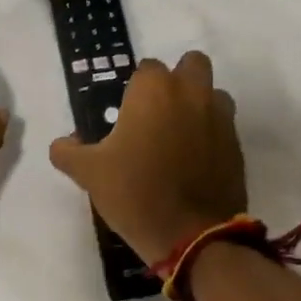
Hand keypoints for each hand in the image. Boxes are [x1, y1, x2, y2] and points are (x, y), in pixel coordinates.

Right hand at [48, 51, 247, 267]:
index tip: (126, 114)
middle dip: (178, 80)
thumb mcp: (89, 173)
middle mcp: (191, 93)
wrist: (192, 236)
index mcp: (154, 90)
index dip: (136, 88)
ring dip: (199, 103)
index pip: (146, 68)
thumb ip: (68, 151)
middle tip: (158, 112)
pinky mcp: (237, 145)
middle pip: (191, 64)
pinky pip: (224, 126)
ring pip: (213, 93)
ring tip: (179, 135)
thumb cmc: (135, 192)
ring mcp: (220, 118)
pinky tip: (194, 160)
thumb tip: (63, 143)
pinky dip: (211, 133)